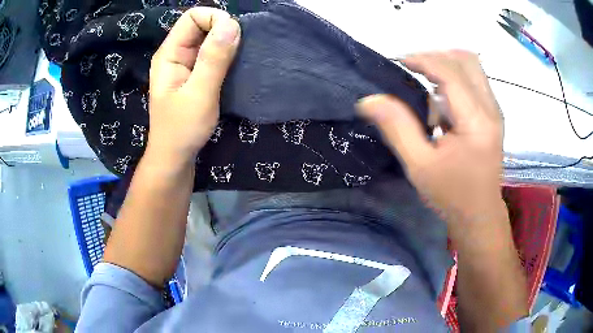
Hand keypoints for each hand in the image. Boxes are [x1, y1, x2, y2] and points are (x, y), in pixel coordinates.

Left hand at [147, 7, 240, 162]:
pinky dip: (226, 55)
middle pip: (201, 25)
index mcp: (169, 54)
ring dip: (227, 43)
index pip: (192, 17)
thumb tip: (232, 24)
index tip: (233, 37)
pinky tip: (235, 66)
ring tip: (240, 59)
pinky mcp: (195, 74)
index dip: (214, 19)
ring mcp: (185, 64)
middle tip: (239, 52)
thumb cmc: (182, 130)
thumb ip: (213, 59)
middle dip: (223, 31)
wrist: (175, 158)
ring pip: (208, 39)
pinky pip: (212, 54)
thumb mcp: (199, 94)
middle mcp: (176, 53)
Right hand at [358, 51, 504, 229]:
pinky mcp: (494, 114)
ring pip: (472, 66)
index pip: (450, 72)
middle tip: (413, 69)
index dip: (423, 59)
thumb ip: (397, 127)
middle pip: (466, 59)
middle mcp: (491, 108)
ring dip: (446, 65)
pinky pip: (475, 79)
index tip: (400, 62)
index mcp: (476, 121)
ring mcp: (495, 110)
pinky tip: (442, 101)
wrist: (479, 214)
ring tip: (427, 84)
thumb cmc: (451, 194)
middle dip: (436, 56)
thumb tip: (369, 99)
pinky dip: (455, 77)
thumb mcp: (419, 165)